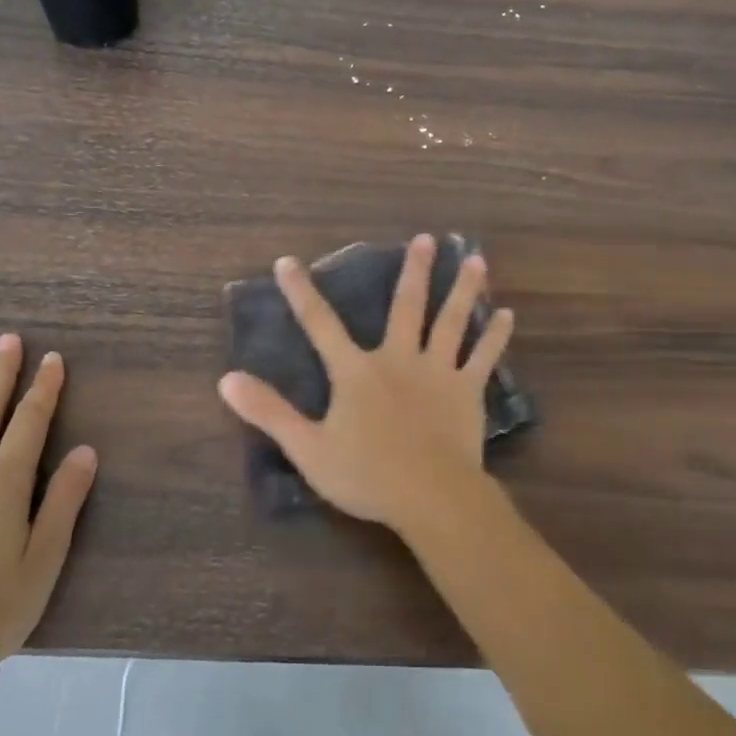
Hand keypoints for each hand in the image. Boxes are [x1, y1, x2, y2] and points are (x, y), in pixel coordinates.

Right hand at [216, 234, 513, 536]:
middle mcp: (398, 360)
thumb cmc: (366, 475)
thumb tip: (226, 380)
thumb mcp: (307, 448)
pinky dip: (496, 336)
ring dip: (463, 290)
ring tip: (476, 260)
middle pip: (406, 307)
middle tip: (427, 239)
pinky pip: (484, 357)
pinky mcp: (468, 391)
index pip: (320, 325)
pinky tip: (508, 314)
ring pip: (451, 322)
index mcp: (356, 372)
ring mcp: (438, 372)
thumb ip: (269, 412)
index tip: (288, 262)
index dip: (301, 293)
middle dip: (414, 272)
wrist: (430, 497)